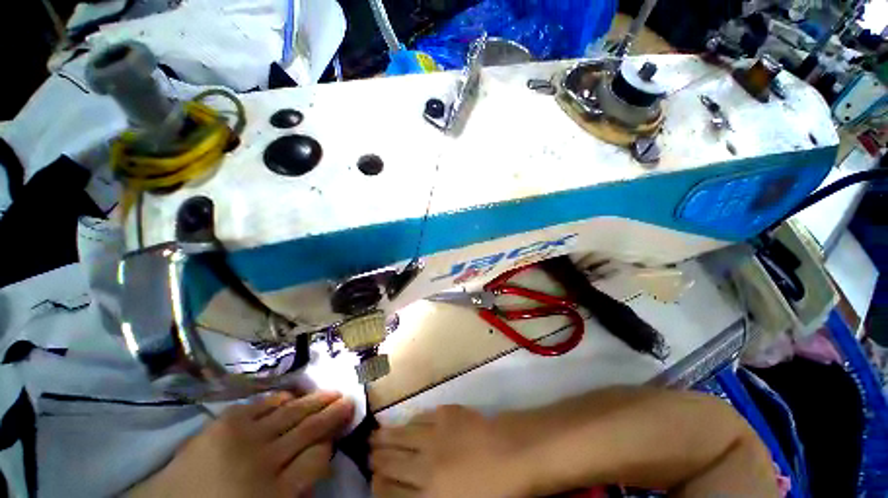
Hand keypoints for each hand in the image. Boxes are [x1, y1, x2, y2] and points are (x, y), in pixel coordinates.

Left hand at [130, 391, 353, 497]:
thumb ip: (296, 486)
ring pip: (292, 413)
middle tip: (349, 397)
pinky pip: (263, 404)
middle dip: (332, 412)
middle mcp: (264, 462)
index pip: (317, 459)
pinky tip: (292, 396)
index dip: (329, 444)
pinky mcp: (225, 422)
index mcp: (275, 494)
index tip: (337, 435)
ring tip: (331, 391)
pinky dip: (281, 398)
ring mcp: (243, 438)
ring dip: (314, 401)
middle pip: (309, 430)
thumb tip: (320, 454)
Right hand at [370, 405, 527, 497]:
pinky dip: (411, 420)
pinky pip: (422, 417)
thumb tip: (409, 496)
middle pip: (392, 462)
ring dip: (387, 435)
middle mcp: (425, 466)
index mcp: (429, 497)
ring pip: (402, 435)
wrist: (515, 453)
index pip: (391, 493)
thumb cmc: (496, 493)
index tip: (372, 478)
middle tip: (367, 451)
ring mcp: (435, 436)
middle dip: (377, 458)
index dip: (378, 485)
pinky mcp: (447, 414)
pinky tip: (407, 420)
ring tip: (375, 434)